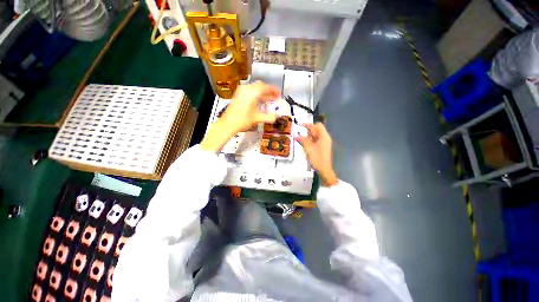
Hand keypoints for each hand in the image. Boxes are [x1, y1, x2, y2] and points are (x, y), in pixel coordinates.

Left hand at [201, 82, 280, 152]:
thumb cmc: (243, 120)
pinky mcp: (238, 94)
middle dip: (269, 91)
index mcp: (253, 92)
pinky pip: (250, 91)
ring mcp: (241, 91)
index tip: (279, 94)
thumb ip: (269, 117)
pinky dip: (256, 94)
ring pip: (255, 88)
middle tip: (274, 98)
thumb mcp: (258, 118)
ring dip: (263, 93)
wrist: (228, 123)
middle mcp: (247, 88)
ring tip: (268, 100)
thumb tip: (277, 116)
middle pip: (261, 86)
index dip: (274, 90)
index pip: (266, 87)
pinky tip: (259, 102)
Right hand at [297, 123, 337, 186]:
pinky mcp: (321, 147)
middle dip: (307, 130)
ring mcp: (323, 143)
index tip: (300, 125)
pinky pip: (315, 140)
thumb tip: (296, 135)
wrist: (324, 169)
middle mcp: (324, 138)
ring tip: (298, 137)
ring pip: (315, 135)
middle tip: (298, 131)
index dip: (309, 124)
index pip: (318, 125)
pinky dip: (309, 140)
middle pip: (316, 130)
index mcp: (324, 136)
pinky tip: (303, 142)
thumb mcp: (309, 149)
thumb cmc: (317, 159)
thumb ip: (303, 141)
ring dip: (307, 135)